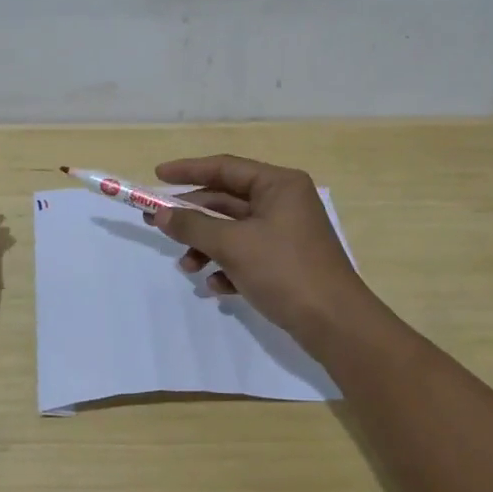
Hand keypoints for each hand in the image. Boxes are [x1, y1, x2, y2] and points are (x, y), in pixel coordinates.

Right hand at [146, 154, 380, 348]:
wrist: (336, 324)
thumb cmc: (285, 271)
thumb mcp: (233, 246)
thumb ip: (193, 226)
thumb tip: (160, 214)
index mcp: (278, 184)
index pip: (225, 167)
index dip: (188, 170)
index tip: (157, 175)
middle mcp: (284, 201)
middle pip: (226, 200)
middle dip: (193, 217)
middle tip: (156, 224)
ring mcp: (286, 232)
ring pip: (234, 230)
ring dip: (207, 246)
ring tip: (187, 267)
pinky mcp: (286, 261)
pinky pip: (247, 253)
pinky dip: (228, 266)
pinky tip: (216, 286)